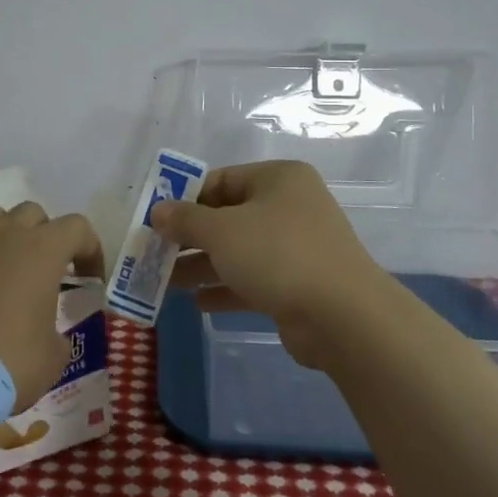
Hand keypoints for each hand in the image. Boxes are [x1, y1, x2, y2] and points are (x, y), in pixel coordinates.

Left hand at [0, 203, 103, 412]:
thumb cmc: (11, 360)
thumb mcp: (54, 356)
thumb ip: (58, 334)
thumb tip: (50, 335)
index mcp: (43, 250)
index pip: (77, 227)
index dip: (90, 250)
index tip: (90, 281)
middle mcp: (7, 236)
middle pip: (33, 213)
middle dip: (47, 235)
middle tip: (49, 271)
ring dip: (10, 234)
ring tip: (13, 268)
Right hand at [152, 160, 385, 365]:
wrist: (342, 317)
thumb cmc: (278, 254)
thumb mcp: (221, 231)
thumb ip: (185, 219)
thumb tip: (158, 211)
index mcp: (278, 179)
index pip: (221, 179)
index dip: (185, 198)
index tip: (155, 219)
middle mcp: (290, 206)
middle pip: (228, 216)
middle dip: (190, 237)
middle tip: (155, 253)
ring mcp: (297, 247)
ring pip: (238, 251)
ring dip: (202, 265)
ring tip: (165, 282)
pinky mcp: (298, 284)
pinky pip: (253, 279)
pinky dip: (225, 288)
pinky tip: (197, 303)